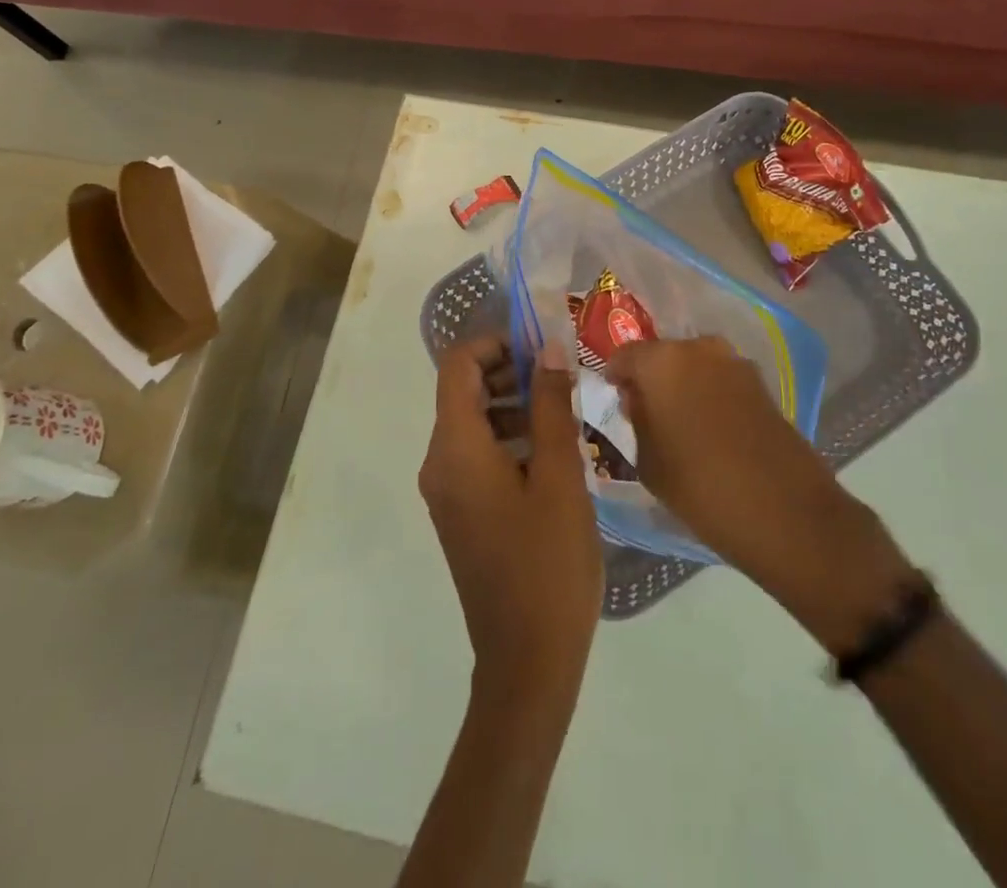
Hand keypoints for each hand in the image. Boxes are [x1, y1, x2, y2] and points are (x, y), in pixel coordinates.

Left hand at [420, 339, 602, 709]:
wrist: (527, 663)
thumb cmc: (547, 563)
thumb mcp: (559, 475)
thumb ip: (551, 405)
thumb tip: (549, 349)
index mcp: (455, 448)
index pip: (458, 365)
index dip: (496, 343)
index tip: (543, 346)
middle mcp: (439, 462)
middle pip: (463, 390)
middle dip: (511, 372)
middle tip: (563, 375)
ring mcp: (447, 490)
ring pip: (474, 422)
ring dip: (515, 404)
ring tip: (566, 411)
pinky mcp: (462, 512)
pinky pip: (478, 454)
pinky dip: (510, 437)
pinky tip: (554, 450)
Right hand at [605, 338, 914, 652]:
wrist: (786, 512)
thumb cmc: (701, 488)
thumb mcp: (649, 461)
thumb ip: (636, 419)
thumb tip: (638, 399)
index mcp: (662, 361)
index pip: (625, 355)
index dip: (615, 376)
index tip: (614, 399)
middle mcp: (699, 349)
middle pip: (662, 355)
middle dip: (651, 379)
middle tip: (645, 413)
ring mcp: (735, 363)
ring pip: (694, 366)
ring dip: (683, 385)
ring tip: (679, 424)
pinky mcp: (762, 383)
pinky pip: (721, 380)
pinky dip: (710, 395)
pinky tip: (710, 430)